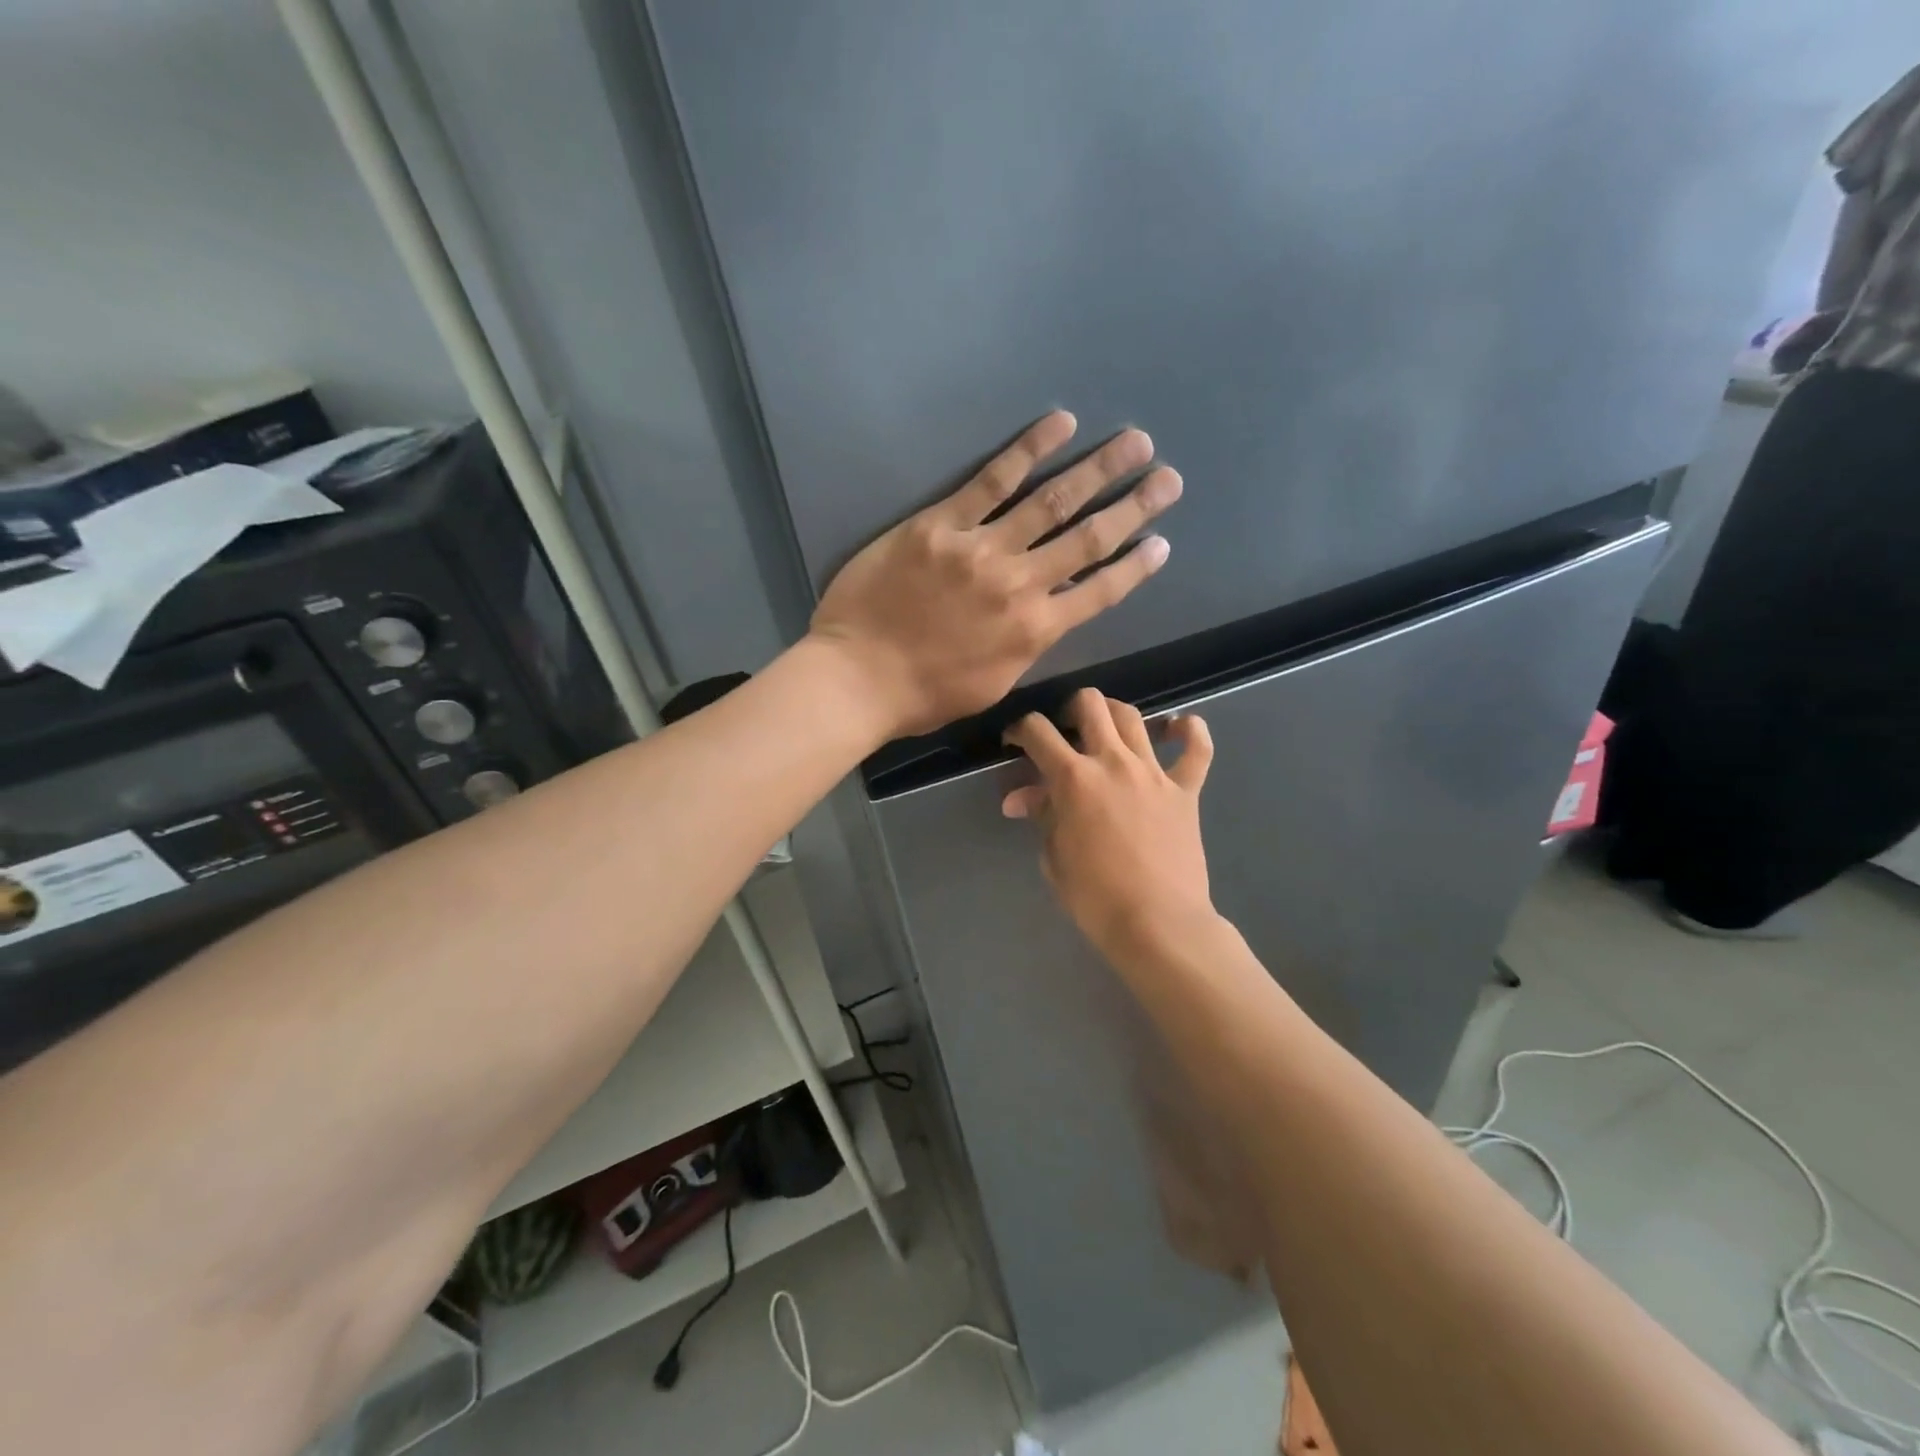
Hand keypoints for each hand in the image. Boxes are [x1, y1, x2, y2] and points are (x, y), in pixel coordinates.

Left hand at [808, 411, 1181, 737]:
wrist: (859, 677)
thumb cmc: (924, 694)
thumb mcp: (993, 684)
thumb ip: (1029, 644)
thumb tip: (1053, 611)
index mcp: (1035, 630)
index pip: (1099, 592)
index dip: (1135, 566)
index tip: (1162, 542)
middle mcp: (1020, 584)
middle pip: (1087, 538)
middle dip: (1133, 506)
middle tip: (1168, 477)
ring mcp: (980, 549)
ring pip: (1050, 502)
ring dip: (1097, 470)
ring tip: (1133, 443)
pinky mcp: (940, 524)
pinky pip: (991, 480)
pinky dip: (1029, 450)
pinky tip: (1060, 425)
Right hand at [1003, 688, 1215, 960]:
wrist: (1157, 923)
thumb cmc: (1095, 897)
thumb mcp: (1054, 856)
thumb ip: (1041, 816)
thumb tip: (1020, 798)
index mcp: (1073, 778)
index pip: (1038, 732)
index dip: (1020, 730)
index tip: (1015, 742)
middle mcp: (1113, 762)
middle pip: (1090, 705)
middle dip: (1069, 709)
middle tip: (1065, 732)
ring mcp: (1153, 772)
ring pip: (1133, 717)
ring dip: (1114, 714)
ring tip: (1106, 730)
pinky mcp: (1186, 789)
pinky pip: (1197, 748)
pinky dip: (1190, 731)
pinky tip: (1178, 727)